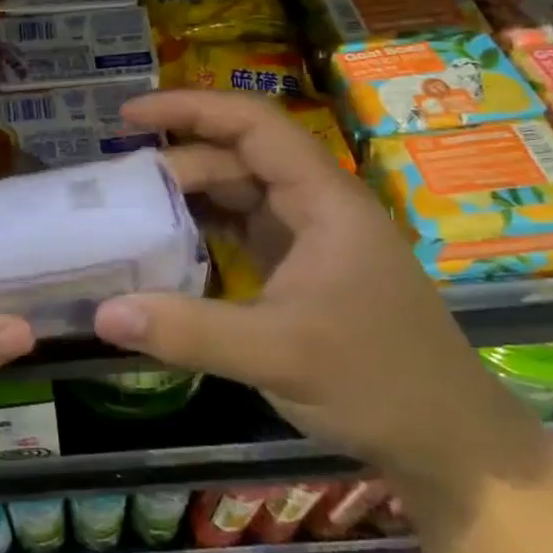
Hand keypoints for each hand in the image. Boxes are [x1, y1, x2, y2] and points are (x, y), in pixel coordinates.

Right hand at [93, 91, 537, 488]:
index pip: (253, 126)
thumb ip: (188, 331)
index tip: (129, 116)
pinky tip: (166, 251)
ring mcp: (309, 239)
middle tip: (116, 190)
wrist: (450, 444)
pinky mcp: (299, 270)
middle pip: (237, 160)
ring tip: (129, 214)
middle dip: (176, 166)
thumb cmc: (377, 382)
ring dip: (186, 200)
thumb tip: (102, 314)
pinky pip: (240, 233)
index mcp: (323, 200)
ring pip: (237, 196)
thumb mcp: (277, 354)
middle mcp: (315, 206)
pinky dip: (201, 234)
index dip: (190, 109)